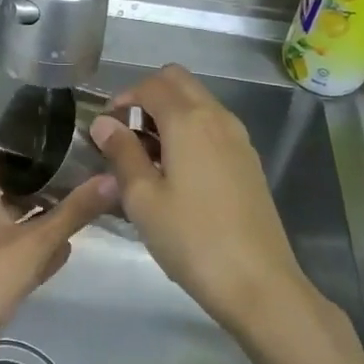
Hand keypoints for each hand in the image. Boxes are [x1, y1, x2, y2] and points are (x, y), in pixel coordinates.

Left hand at [0, 154, 115, 352]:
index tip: (41, 148)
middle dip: (36, 187)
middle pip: (4, 192)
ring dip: (39, 220)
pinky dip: (37, 252)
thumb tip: (111, 178)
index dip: (6, 152)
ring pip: (13, 225)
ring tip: (76, 209)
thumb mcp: (35, 241)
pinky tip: (64, 252)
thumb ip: (73, 212)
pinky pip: (17, 256)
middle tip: (73, 176)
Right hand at [89, 65, 314, 337]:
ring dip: (170, 113)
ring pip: (199, 102)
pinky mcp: (248, 161)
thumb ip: (122, 153)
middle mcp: (218, 117)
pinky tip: (177, 173)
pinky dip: (190, 131)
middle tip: (127, 133)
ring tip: (147, 157)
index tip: (106, 128)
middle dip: (148, 96)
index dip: (123, 98)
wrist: (258, 283)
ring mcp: (238, 138)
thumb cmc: (191, 239)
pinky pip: (213, 126)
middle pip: (179, 81)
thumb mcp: (143, 198)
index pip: (151, 84)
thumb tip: (104, 123)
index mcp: (189, 120)